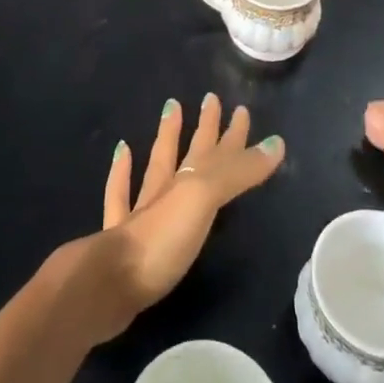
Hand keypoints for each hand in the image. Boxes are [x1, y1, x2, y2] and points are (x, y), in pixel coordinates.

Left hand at [77, 94, 284, 340]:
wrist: (107, 283)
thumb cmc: (161, 240)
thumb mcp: (205, 201)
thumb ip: (238, 173)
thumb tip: (276, 143)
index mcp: (187, 183)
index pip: (216, 151)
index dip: (232, 134)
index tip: (241, 109)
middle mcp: (165, 191)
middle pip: (189, 153)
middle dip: (204, 128)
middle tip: (211, 99)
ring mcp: (140, 212)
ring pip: (156, 166)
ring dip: (166, 137)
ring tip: (171, 108)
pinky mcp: (121, 238)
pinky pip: (120, 194)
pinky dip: (122, 171)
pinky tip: (121, 152)